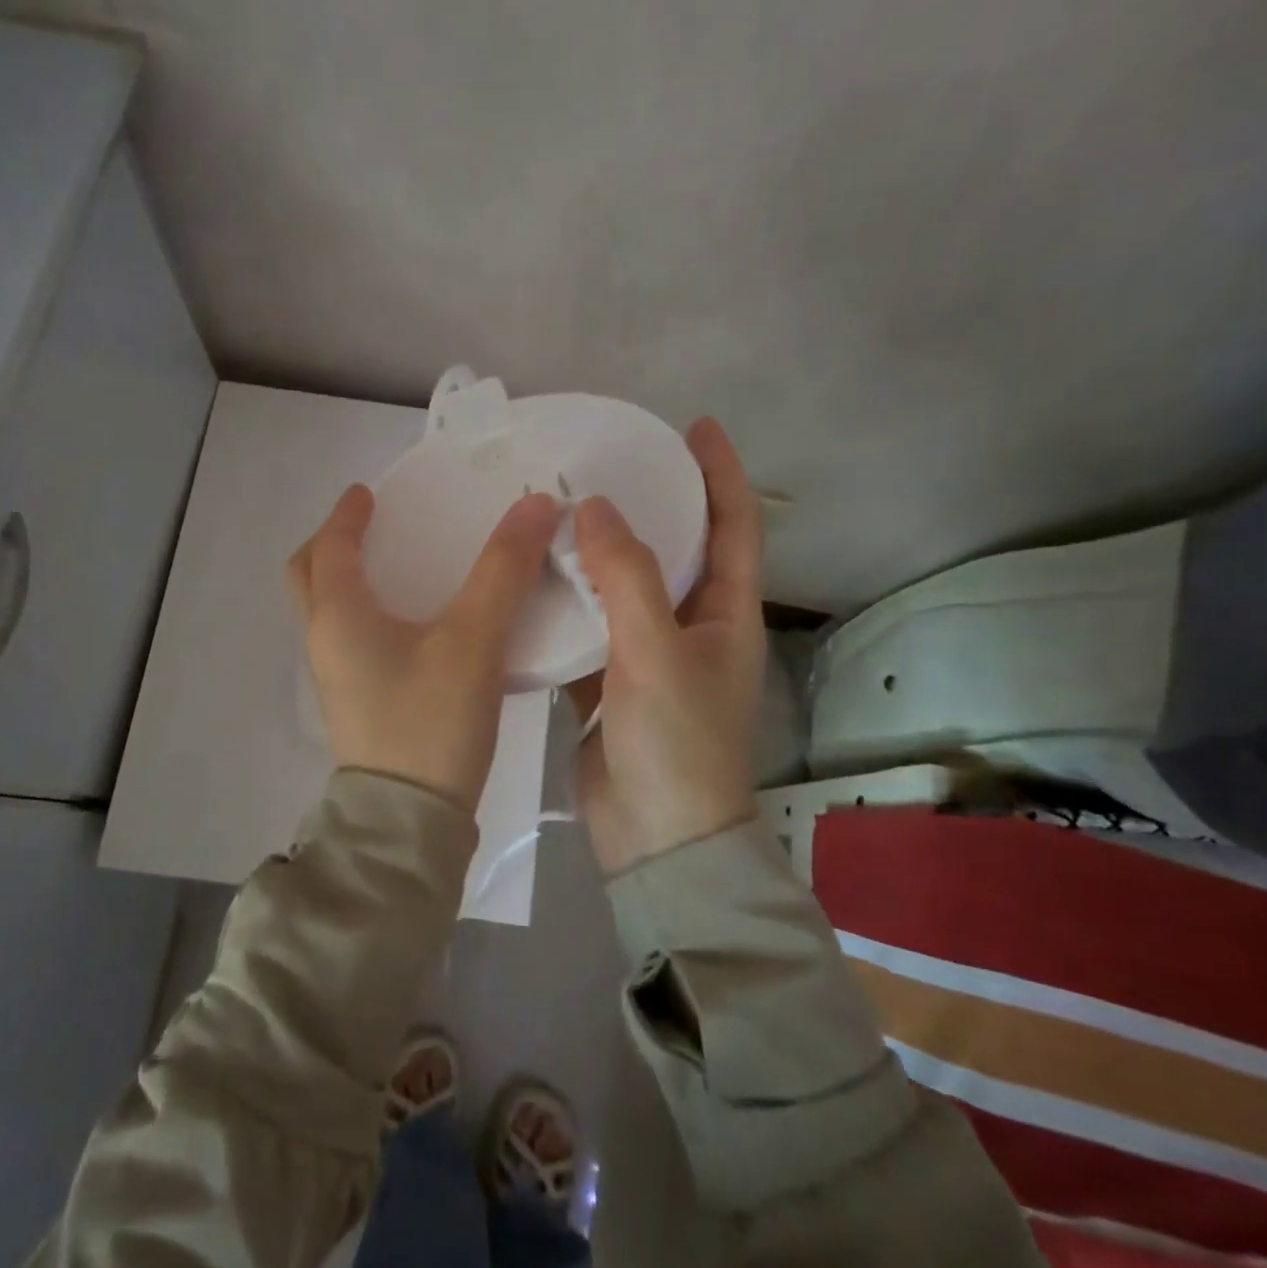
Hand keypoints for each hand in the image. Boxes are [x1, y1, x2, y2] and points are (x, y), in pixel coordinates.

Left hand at [288, 485, 561, 812]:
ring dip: (346, 579)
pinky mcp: (356, 702)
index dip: (348, 514)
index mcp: (337, 615)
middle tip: (369, 526)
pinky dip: (366, 612)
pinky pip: (348, 638)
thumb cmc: (430, 722)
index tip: (369, 492)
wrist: (409, 821)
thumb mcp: (473, 640)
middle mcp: (324, 641)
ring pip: (326, 610)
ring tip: (394, 566)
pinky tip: (412, 623)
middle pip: (309, 577)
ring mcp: (335, 676)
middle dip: (332, 544)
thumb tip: (536, 504)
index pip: (331, 547)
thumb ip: (504, 571)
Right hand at [567, 418, 765, 874]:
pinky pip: (589, 627)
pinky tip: (531, 580)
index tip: (693, 427)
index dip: (721, 473)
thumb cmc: (675, 745)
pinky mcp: (610, 682)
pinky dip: (566, 603)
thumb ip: (628, 578)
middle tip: (603, 465)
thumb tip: (597, 508)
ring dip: (597, 554)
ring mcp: (649, 656)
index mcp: (726, 614)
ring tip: (557, 513)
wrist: (655, 840)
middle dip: (649, 504)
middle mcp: (692, 627)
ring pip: (624, 588)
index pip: (735, 526)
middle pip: (676, 550)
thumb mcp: (656, 654)